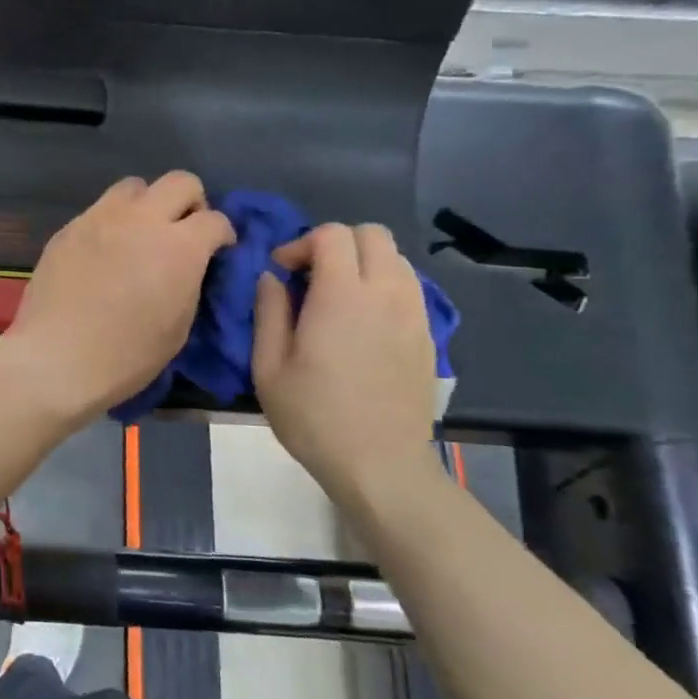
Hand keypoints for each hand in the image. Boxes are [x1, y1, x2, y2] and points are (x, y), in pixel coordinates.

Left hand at [0, 173, 233, 423]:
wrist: (57, 358)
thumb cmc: (126, 355)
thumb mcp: (179, 326)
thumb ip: (190, 281)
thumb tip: (190, 266)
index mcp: (179, 246)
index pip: (216, 219)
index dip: (222, 235)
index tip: (217, 252)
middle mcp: (142, 220)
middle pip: (180, 181)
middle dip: (190, 203)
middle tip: (182, 232)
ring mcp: (100, 218)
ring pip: (134, 187)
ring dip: (146, 205)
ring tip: (139, 235)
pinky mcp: (68, 228)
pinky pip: (98, 210)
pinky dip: (111, 223)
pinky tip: (103, 253)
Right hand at [252, 223, 437, 498]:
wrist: (380, 464)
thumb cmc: (313, 416)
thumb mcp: (269, 367)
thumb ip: (269, 312)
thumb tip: (271, 277)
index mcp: (342, 296)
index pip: (332, 235)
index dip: (301, 243)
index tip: (281, 272)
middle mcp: (385, 293)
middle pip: (372, 234)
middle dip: (336, 243)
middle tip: (310, 276)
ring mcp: (414, 313)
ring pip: (396, 258)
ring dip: (363, 262)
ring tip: (338, 296)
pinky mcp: (428, 335)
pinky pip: (409, 287)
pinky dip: (384, 286)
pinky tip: (363, 321)